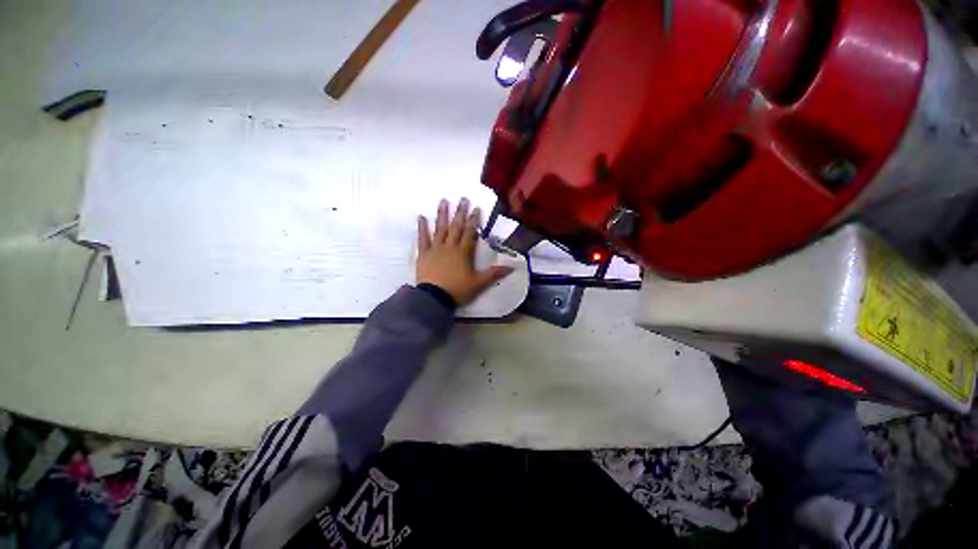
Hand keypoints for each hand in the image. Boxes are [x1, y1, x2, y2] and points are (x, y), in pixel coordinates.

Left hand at [416, 198, 513, 305]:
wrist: (434, 299)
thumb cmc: (457, 290)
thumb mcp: (479, 284)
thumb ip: (494, 274)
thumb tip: (512, 266)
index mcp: (463, 252)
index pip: (470, 233)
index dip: (474, 220)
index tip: (477, 208)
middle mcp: (449, 247)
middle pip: (456, 227)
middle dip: (460, 213)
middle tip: (463, 199)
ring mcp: (435, 249)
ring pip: (440, 229)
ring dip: (442, 215)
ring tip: (443, 201)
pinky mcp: (423, 255)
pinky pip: (422, 239)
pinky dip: (422, 228)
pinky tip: (421, 217)